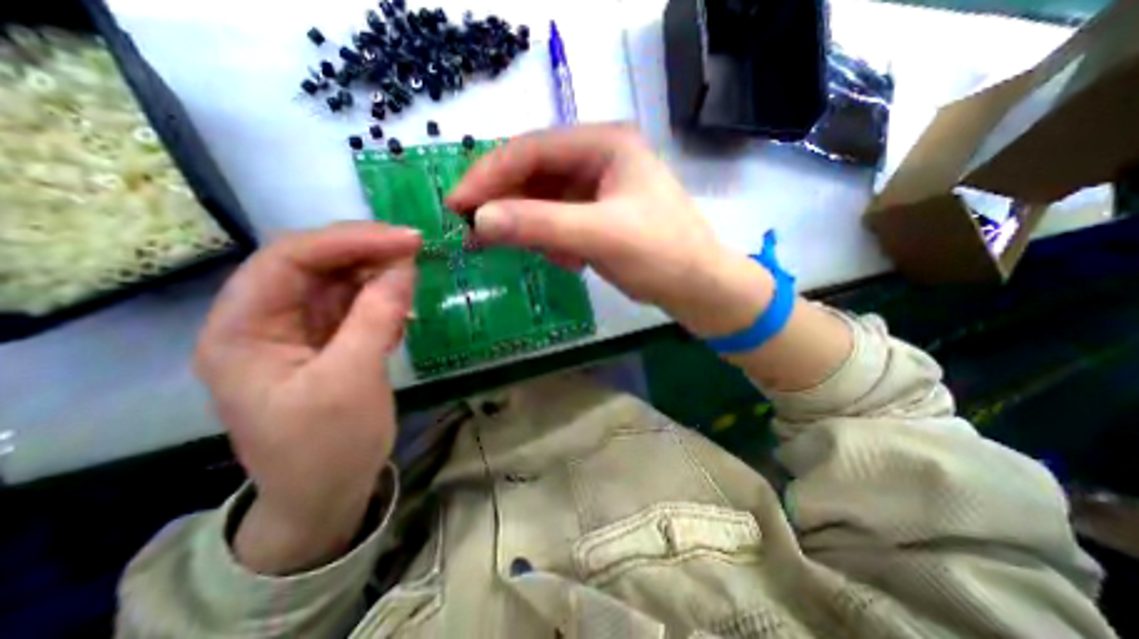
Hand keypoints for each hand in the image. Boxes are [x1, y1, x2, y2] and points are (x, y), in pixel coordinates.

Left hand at [192, 221, 419, 571]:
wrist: (327, 495)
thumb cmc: (327, 446)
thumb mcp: (351, 380)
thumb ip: (376, 318)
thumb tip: (405, 267)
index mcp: (243, 330)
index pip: (288, 260)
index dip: (348, 241)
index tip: (405, 239)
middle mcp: (265, 321)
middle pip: (313, 265)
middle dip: (365, 252)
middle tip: (415, 249)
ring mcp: (299, 331)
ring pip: (338, 282)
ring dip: (378, 276)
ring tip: (412, 283)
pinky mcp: (328, 341)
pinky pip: (355, 305)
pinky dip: (382, 300)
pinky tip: (401, 315)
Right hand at [444, 120, 774, 336]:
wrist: (698, 287)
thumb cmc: (660, 255)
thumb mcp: (599, 237)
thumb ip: (539, 224)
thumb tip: (479, 220)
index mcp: (604, 144)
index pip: (531, 150)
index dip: (488, 176)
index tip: (456, 205)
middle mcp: (598, 158)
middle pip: (534, 174)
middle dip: (506, 205)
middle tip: (474, 234)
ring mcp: (597, 187)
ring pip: (543, 201)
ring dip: (533, 229)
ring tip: (543, 256)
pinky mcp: (597, 214)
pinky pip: (558, 221)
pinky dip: (552, 241)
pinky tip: (568, 261)